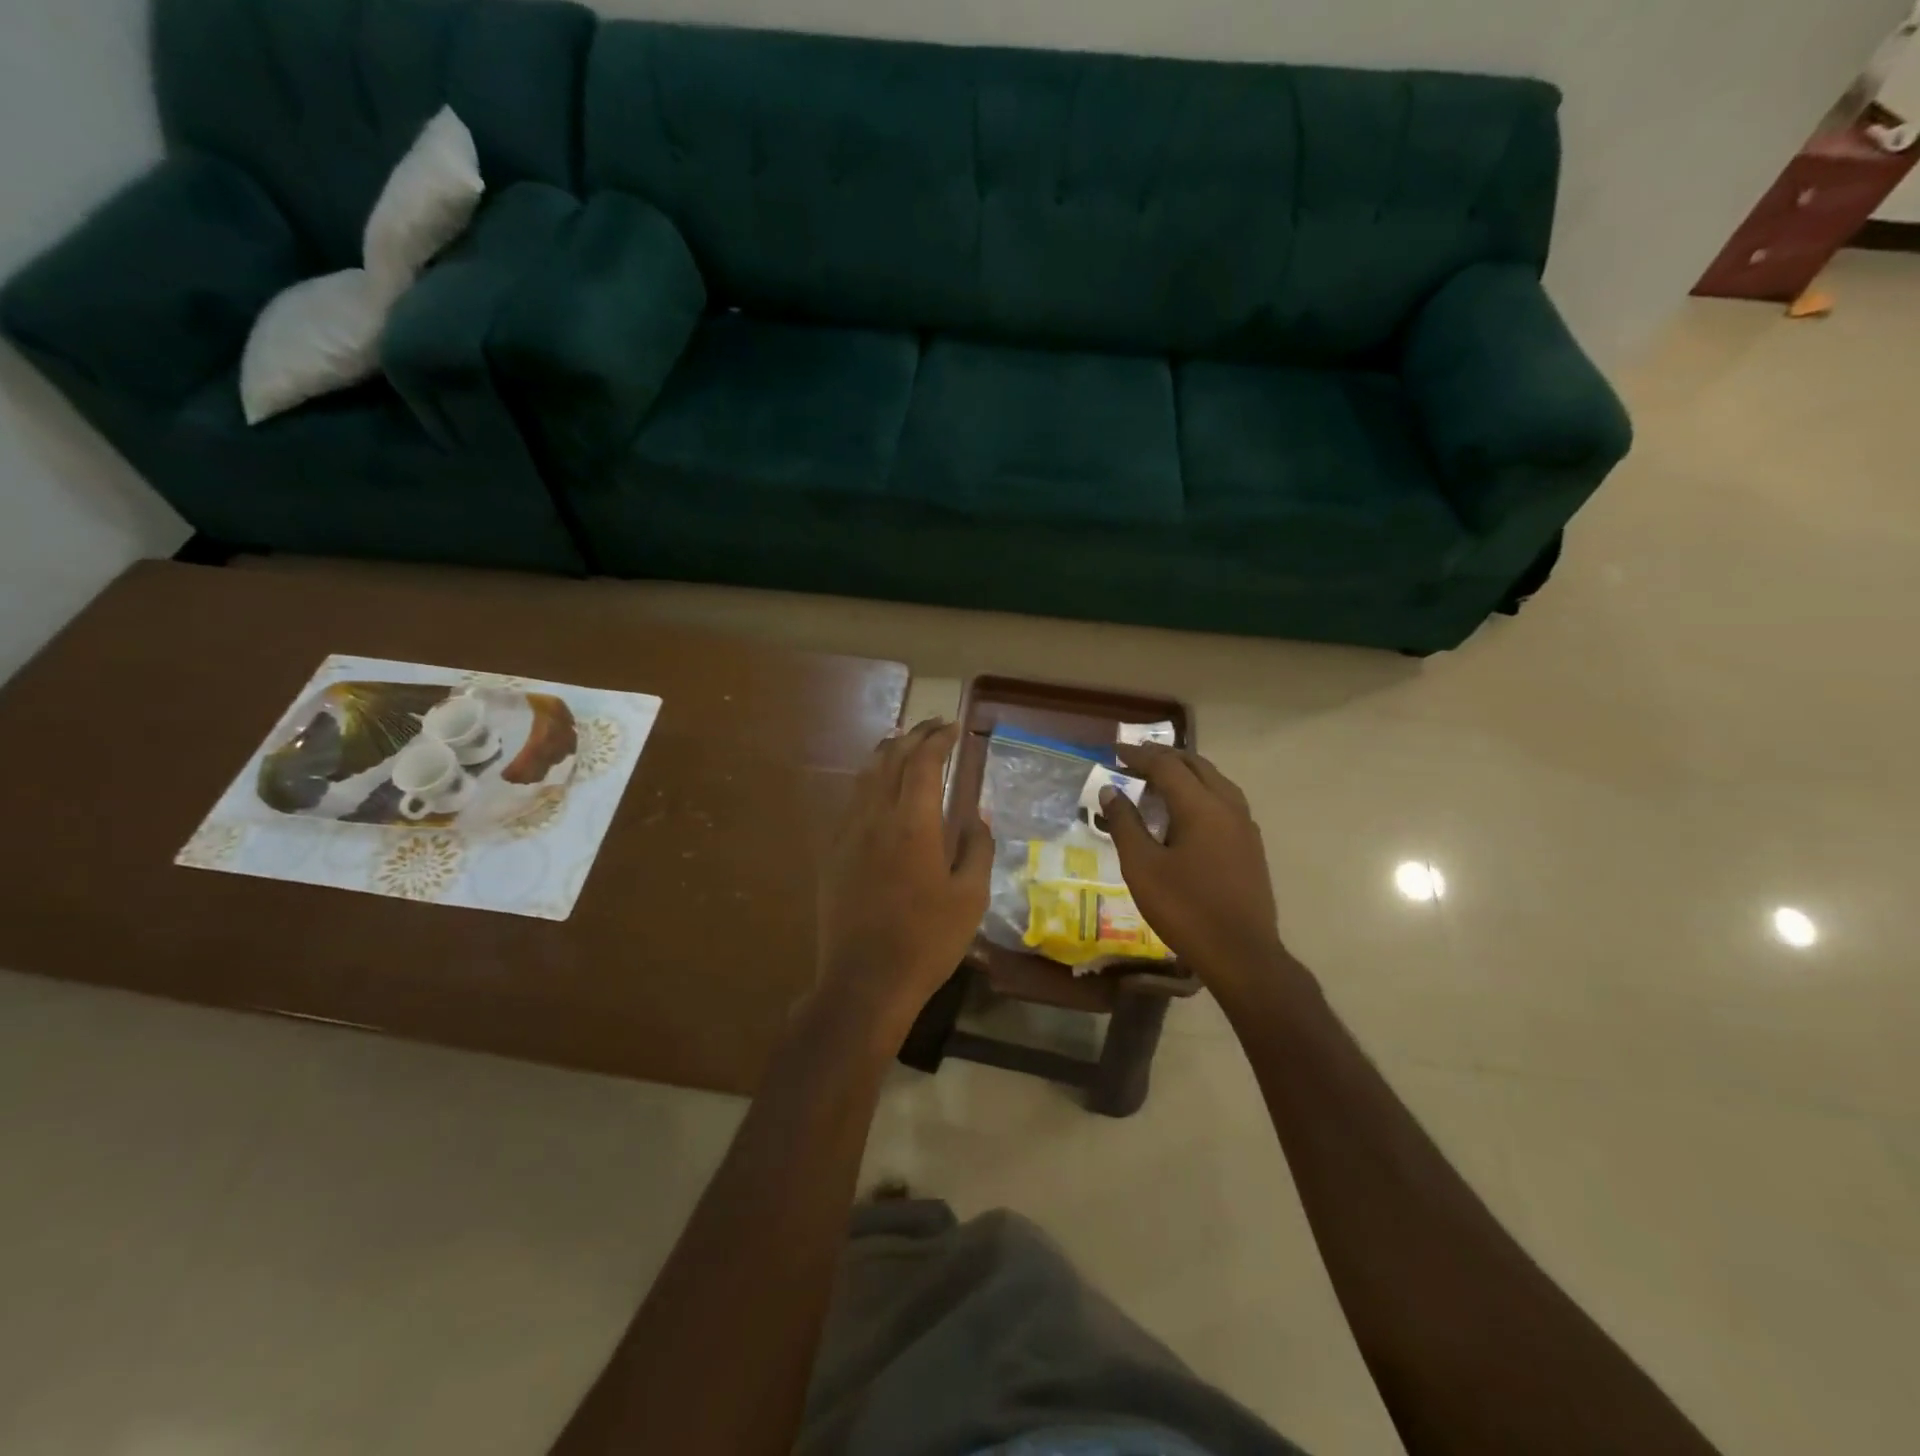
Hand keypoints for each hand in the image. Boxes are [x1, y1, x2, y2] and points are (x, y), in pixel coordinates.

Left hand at [816, 719, 992, 1035]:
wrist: (864, 981)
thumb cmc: (927, 940)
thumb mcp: (970, 897)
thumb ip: (978, 848)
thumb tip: (979, 815)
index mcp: (913, 823)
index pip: (923, 762)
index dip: (938, 739)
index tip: (953, 728)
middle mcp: (875, 817)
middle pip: (890, 758)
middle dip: (913, 736)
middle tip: (934, 727)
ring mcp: (847, 833)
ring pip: (865, 775)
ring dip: (887, 752)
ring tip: (905, 743)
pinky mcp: (832, 852)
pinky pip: (851, 800)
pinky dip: (869, 780)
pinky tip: (878, 788)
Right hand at [1099, 743, 1287, 987]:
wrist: (1242, 954)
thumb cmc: (1185, 909)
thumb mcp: (1142, 867)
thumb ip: (1125, 824)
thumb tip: (1110, 790)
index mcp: (1201, 806)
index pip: (1167, 766)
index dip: (1139, 755)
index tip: (1115, 751)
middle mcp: (1228, 806)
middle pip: (1196, 766)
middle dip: (1165, 758)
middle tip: (1136, 759)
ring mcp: (1245, 826)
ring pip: (1215, 781)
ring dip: (1186, 773)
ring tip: (1160, 779)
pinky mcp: (1251, 845)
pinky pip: (1225, 801)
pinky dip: (1201, 792)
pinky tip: (1187, 811)